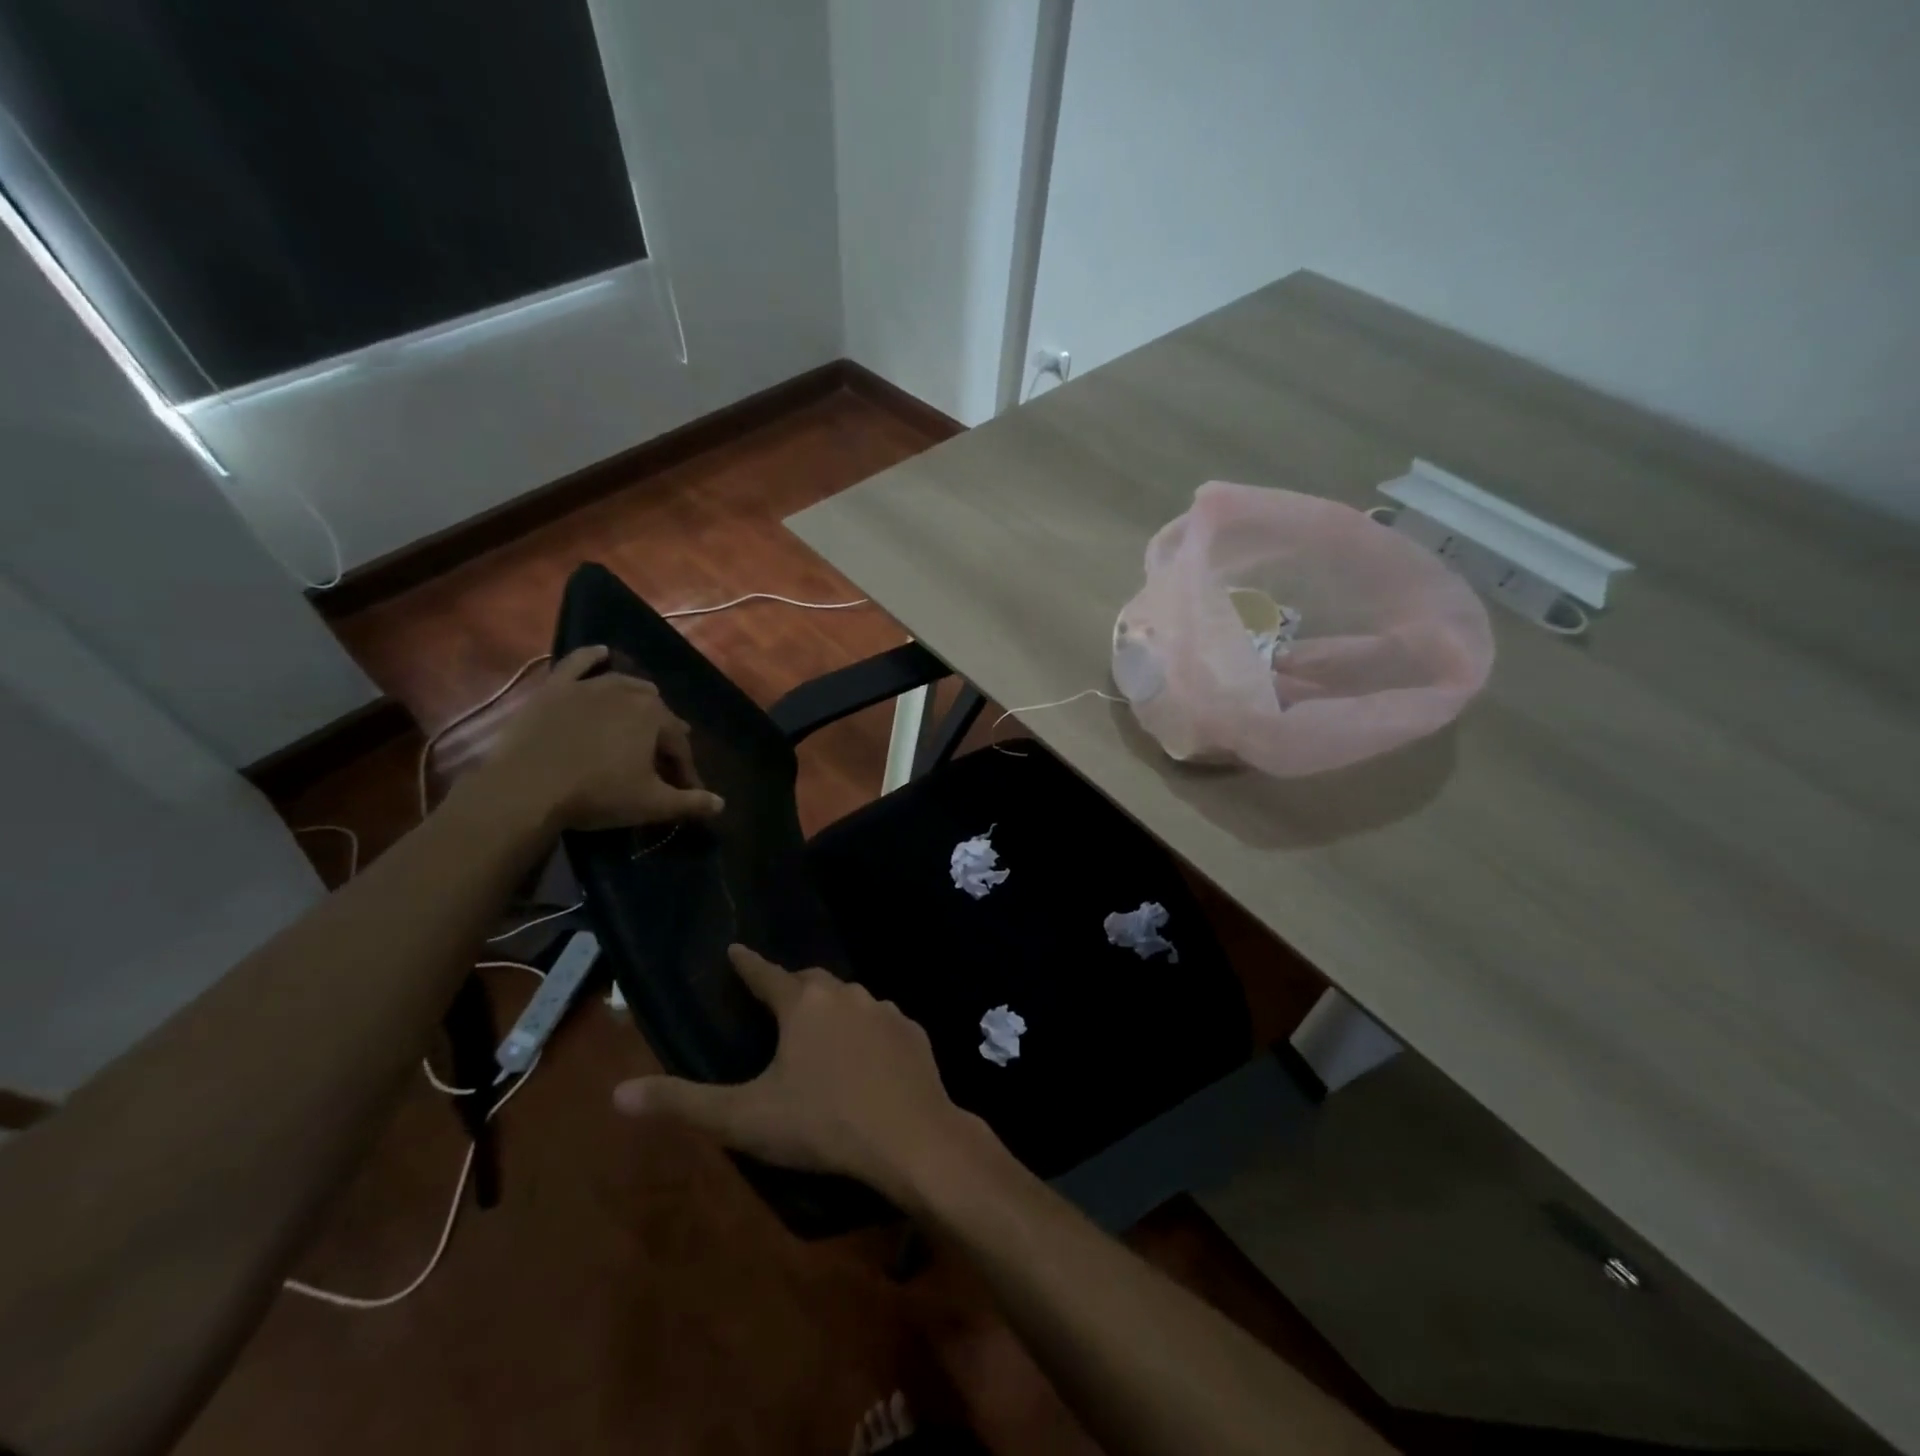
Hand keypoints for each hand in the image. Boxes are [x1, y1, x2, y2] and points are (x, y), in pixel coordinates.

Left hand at [474, 646, 724, 832]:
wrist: (527, 788)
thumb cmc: (597, 795)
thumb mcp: (651, 804)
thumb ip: (690, 803)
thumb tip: (721, 804)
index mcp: (656, 717)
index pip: (679, 745)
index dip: (684, 770)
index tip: (683, 792)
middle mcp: (628, 693)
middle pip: (655, 713)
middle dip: (662, 736)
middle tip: (657, 763)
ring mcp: (589, 686)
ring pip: (624, 685)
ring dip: (637, 699)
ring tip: (640, 718)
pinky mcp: (555, 688)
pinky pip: (577, 663)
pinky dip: (591, 657)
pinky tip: (602, 653)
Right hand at [612, 945, 979, 1205]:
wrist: (911, 1137)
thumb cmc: (823, 1122)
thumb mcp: (745, 1118)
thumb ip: (683, 1103)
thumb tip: (618, 1093)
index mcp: (803, 1003)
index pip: (765, 974)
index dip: (747, 964)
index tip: (735, 950)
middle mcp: (845, 993)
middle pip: (811, 981)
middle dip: (791, 985)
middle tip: (778, 1000)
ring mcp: (885, 1009)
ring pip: (850, 1000)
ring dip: (832, 1009)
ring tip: (821, 1031)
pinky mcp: (913, 1032)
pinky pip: (882, 1022)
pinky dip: (867, 1031)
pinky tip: (866, 1055)